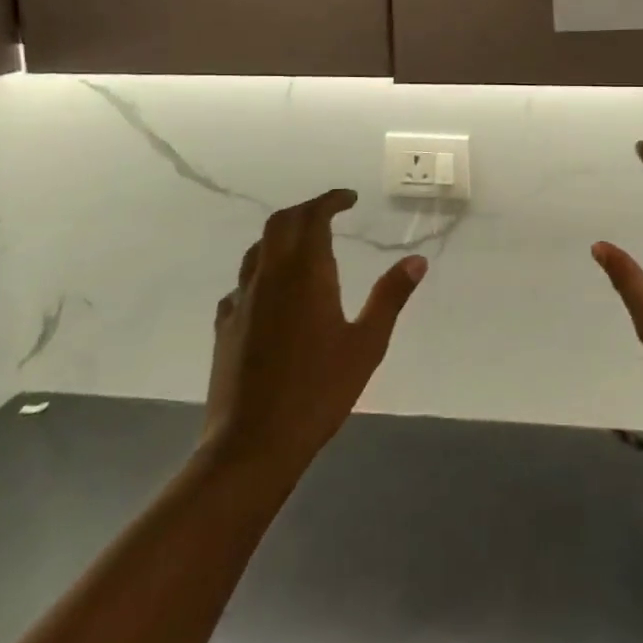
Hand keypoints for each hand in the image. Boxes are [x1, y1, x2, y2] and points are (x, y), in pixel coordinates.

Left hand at [202, 190, 424, 483]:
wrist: (252, 444)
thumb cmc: (318, 391)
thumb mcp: (367, 344)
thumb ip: (390, 297)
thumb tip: (416, 260)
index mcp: (305, 274)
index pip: (313, 217)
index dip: (331, 200)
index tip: (350, 198)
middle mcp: (269, 277)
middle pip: (280, 224)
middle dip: (305, 210)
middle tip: (330, 212)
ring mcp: (242, 301)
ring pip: (257, 250)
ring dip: (282, 236)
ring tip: (305, 245)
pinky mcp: (225, 326)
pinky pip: (243, 283)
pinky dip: (262, 271)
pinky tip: (273, 293)